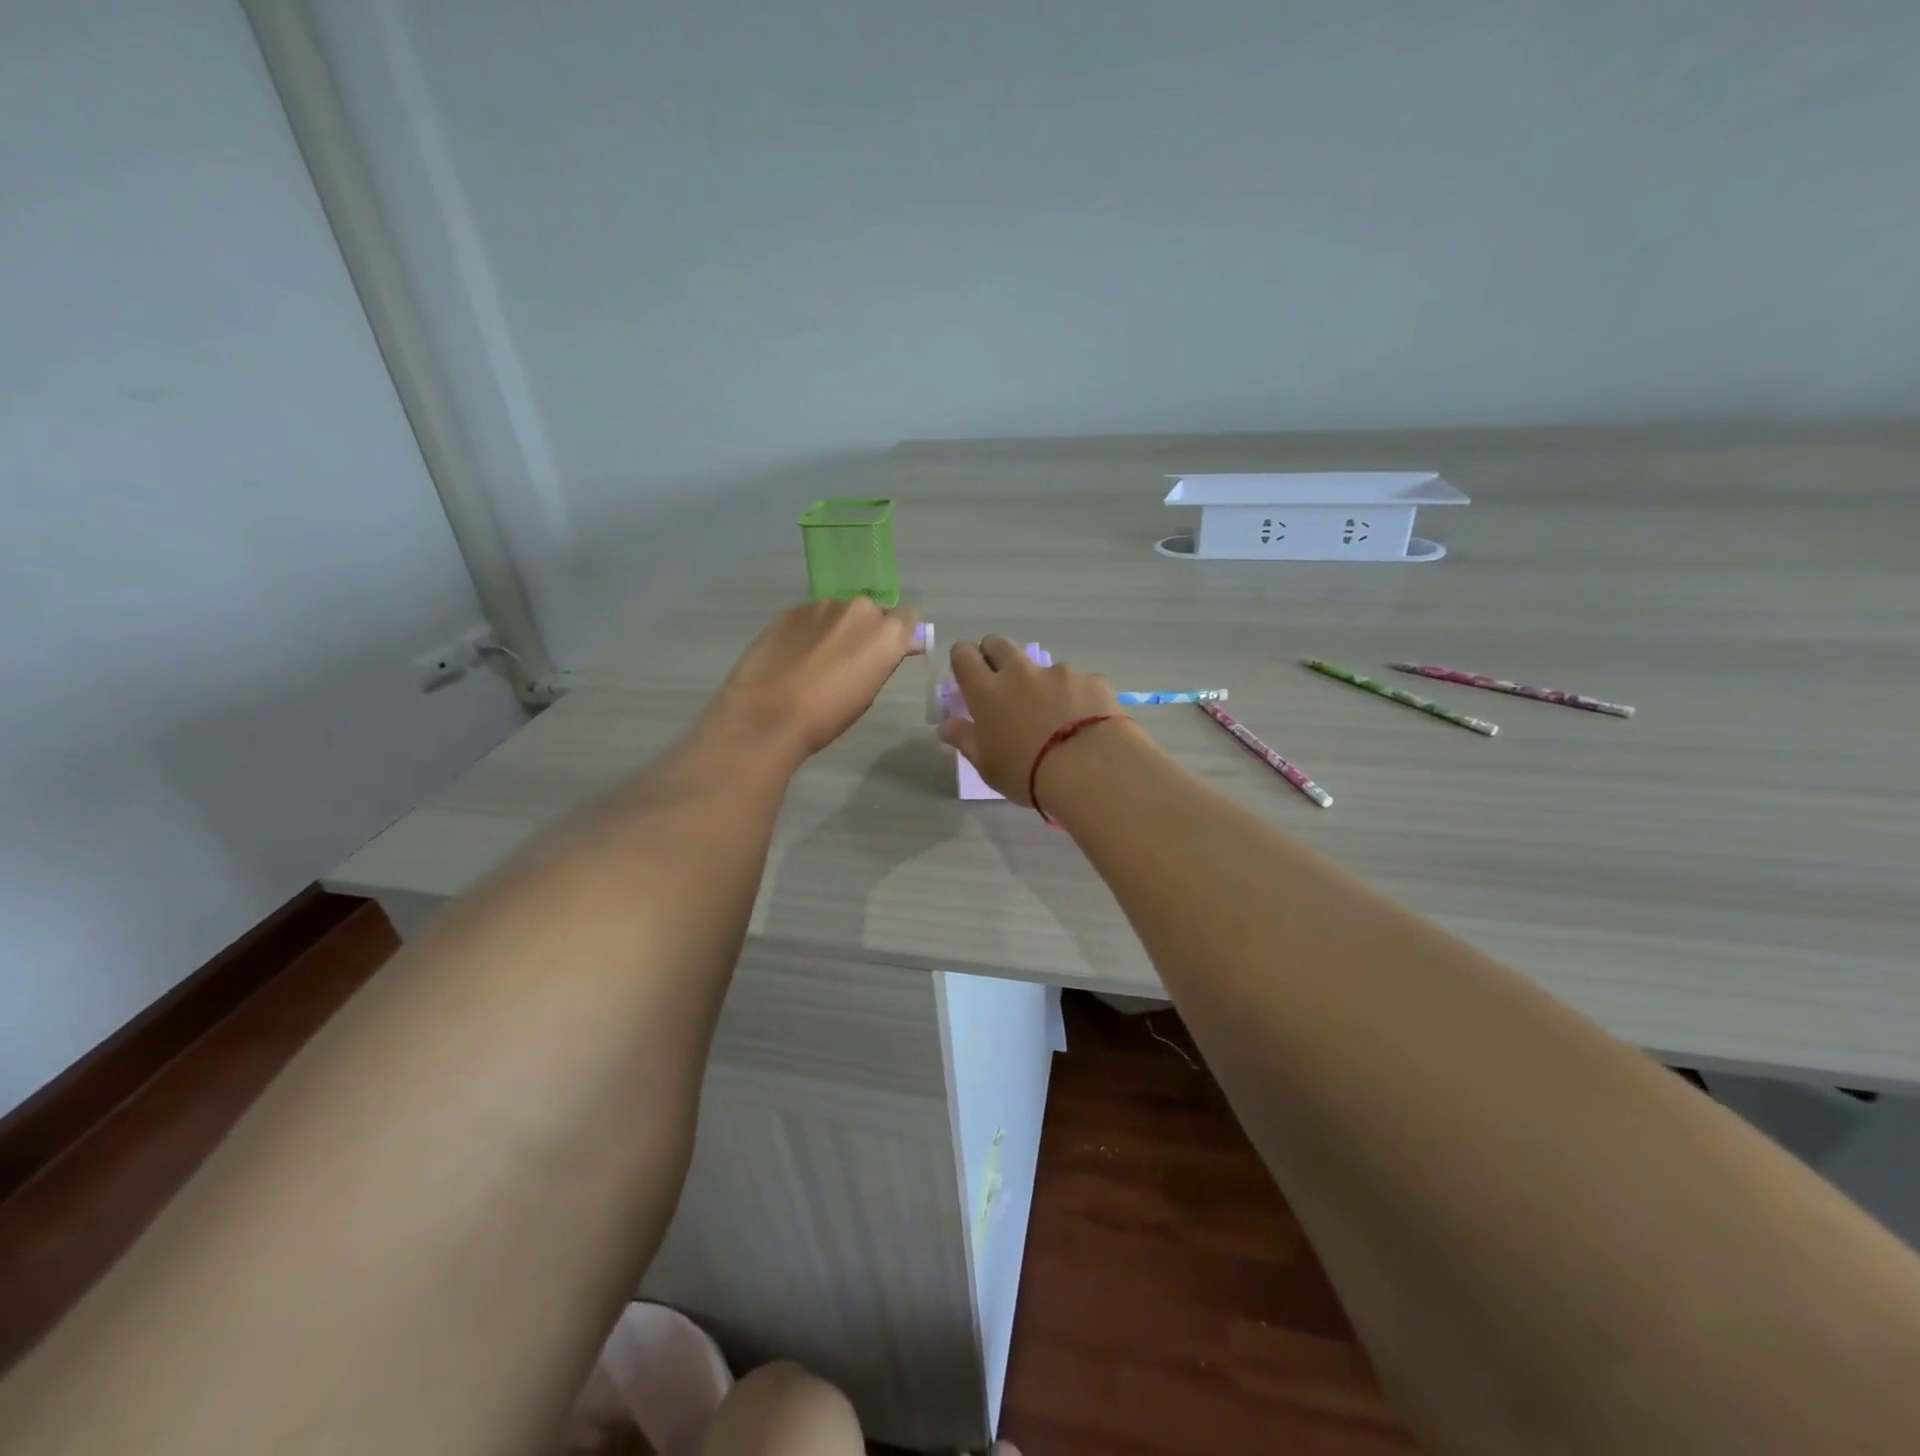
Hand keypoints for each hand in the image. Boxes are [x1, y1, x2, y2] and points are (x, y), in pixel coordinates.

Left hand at [707, 598, 920, 762]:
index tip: (889, 653)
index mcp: (886, 633)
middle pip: (873, 612)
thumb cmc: (827, 716)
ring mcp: (822, 606)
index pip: (909, 618)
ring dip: (836, 628)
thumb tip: (895, 647)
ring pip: (840, 612)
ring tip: (817, 659)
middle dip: (866, 630)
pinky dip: (809, 631)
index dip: (900, 635)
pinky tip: (794, 656)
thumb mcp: (869, 693)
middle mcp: (859, 609)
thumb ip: (884, 661)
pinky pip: (811, 616)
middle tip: (850, 660)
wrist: (767, 714)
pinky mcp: (791, 610)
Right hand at [937, 636, 1126, 805]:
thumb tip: (946, 725)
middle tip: (1002, 683)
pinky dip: (1076, 697)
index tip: (968, 673)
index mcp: (987, 691)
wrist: (1090, 769)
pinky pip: (1077, 683)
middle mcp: (1020, 672)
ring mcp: (1059, 673)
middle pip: (999, 644)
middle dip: (995, 655)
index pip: (964, 655)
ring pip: (1041, 666)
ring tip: (1054, 715)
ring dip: (1040, 682)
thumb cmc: (1027, 773)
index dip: (963, 658)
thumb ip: (965, 739)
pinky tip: (1085, 723)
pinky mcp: (1091, 680)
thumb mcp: (988, 765)